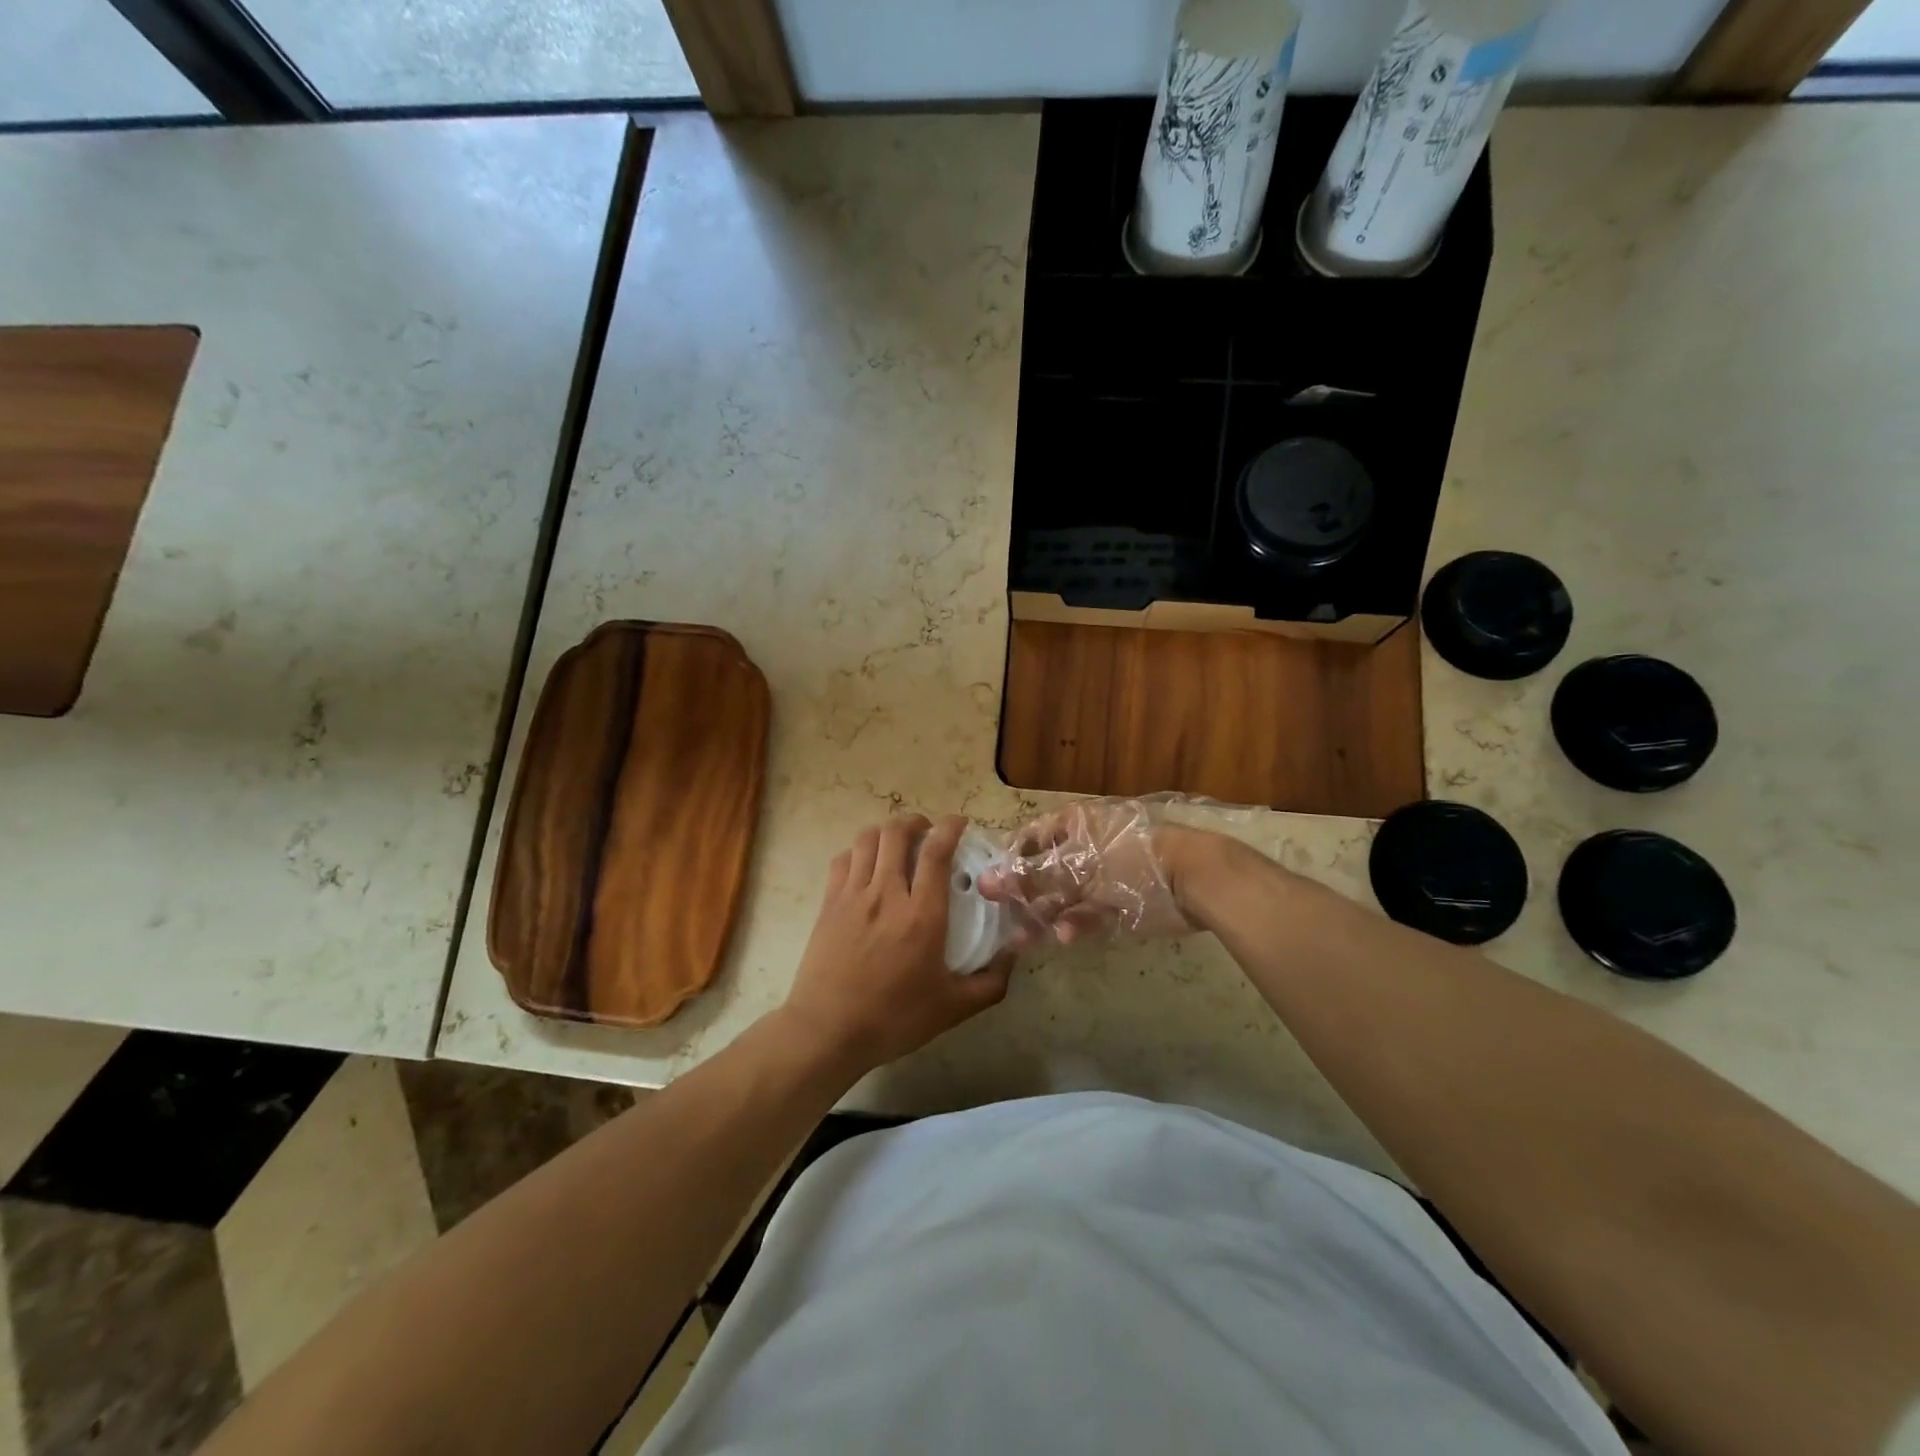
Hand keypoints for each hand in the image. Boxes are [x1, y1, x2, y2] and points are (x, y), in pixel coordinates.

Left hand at [781, 814, 1012, 1076]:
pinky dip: (859, 851)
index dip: (950, 828)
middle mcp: (887, 894)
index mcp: (922, 915)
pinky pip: (843, 859)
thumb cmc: (894, 1019)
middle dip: (916, 822)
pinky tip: (867, 865)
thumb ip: (991, 981)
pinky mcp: (828, 903)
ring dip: (887, 832)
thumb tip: (1014, 954)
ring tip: (898, 843)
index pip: (936, 852)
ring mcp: (853, 896)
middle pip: (897, 833)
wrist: (827, 1031)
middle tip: (927, 832)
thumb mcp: (953, 1008)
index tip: (959, 823)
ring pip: (868, 839)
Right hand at [978, 798, 1200, 944]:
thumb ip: (1031, 877)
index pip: (1029, 839)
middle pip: (1045, 871)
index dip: (1008, 862)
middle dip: (1024, 897)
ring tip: (1024, 939)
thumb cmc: (1129, 858)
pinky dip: (1077, 922)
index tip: (989, 887)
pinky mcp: (1121, 899)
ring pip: (1066, 895)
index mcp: (1074, 823)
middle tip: (1004, 920)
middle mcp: (1086, 845)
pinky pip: (1090, 910)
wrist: (1194, 878)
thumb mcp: (1076, 866)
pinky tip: (1064, 936)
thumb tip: (986, 882)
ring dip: (1046, 915)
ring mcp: (1104, 874)